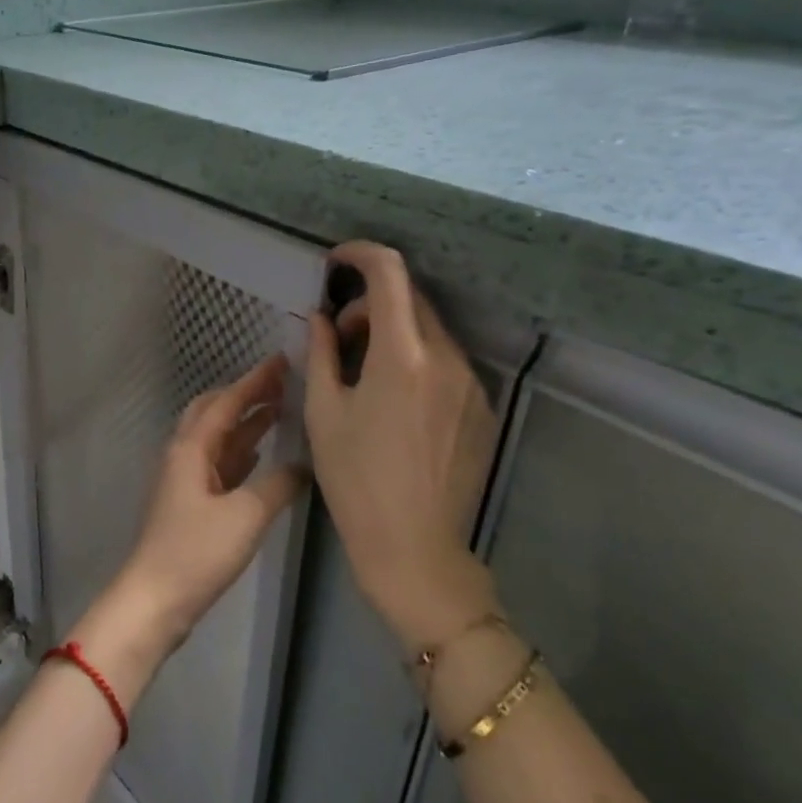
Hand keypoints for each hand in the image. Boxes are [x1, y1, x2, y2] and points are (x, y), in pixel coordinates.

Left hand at [72, 355, 305, 700]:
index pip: (227, 401)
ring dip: (245, 422)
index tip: (281, 360)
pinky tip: (259, 454)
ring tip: (279, 411)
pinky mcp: (189, 502)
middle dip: (246, 395)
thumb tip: (303, 464)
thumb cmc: (197, 552)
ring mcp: (184, 478)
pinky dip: (239, 451)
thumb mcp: (246, 515)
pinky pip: (218, 463)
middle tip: (281, 384)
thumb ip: (279, 484)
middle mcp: (183, 454)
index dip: (255, 380)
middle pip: (214, 411)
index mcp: (191, 447)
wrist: (155, 598)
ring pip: (216, 437)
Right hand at [306, 242, 501, 656]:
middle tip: (336, 336)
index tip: (335, 261)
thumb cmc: (355, 480)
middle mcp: (446, 359)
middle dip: (370, 303)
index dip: (361, 254)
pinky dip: (416, 361)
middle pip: (411, 300)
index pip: (390, 274)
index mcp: (402, 356)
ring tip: (362, 374)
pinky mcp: (482, 409)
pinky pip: (446, 364)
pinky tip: (394, 402)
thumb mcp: (324, 412)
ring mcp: (472, 385)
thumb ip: (321, 352)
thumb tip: (319, 316)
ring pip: (429, 333)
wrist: (414, 548)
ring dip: (392, 334)